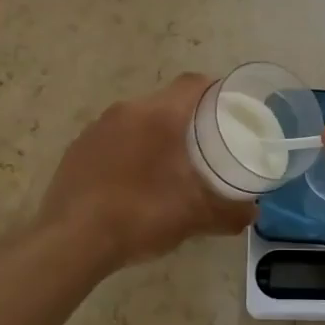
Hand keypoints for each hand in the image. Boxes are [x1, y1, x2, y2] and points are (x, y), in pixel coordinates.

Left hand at [37, 74, 255, 270]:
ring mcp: (97, 127)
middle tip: (205, 144)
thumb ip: (230, 212)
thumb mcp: (195, 216)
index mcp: (159, 115)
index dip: (215, 91)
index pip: (193, 83)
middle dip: (187, 118)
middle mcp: (127, 110)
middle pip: (166, 101)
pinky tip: (133, 182)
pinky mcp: (77, 148)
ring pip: (137, 119)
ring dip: (155, 134)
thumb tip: (253, 213)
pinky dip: (129, 150)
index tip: (229, 110)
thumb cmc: (141, 215)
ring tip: (170, 165)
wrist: (71, 240)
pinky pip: (113, 138)